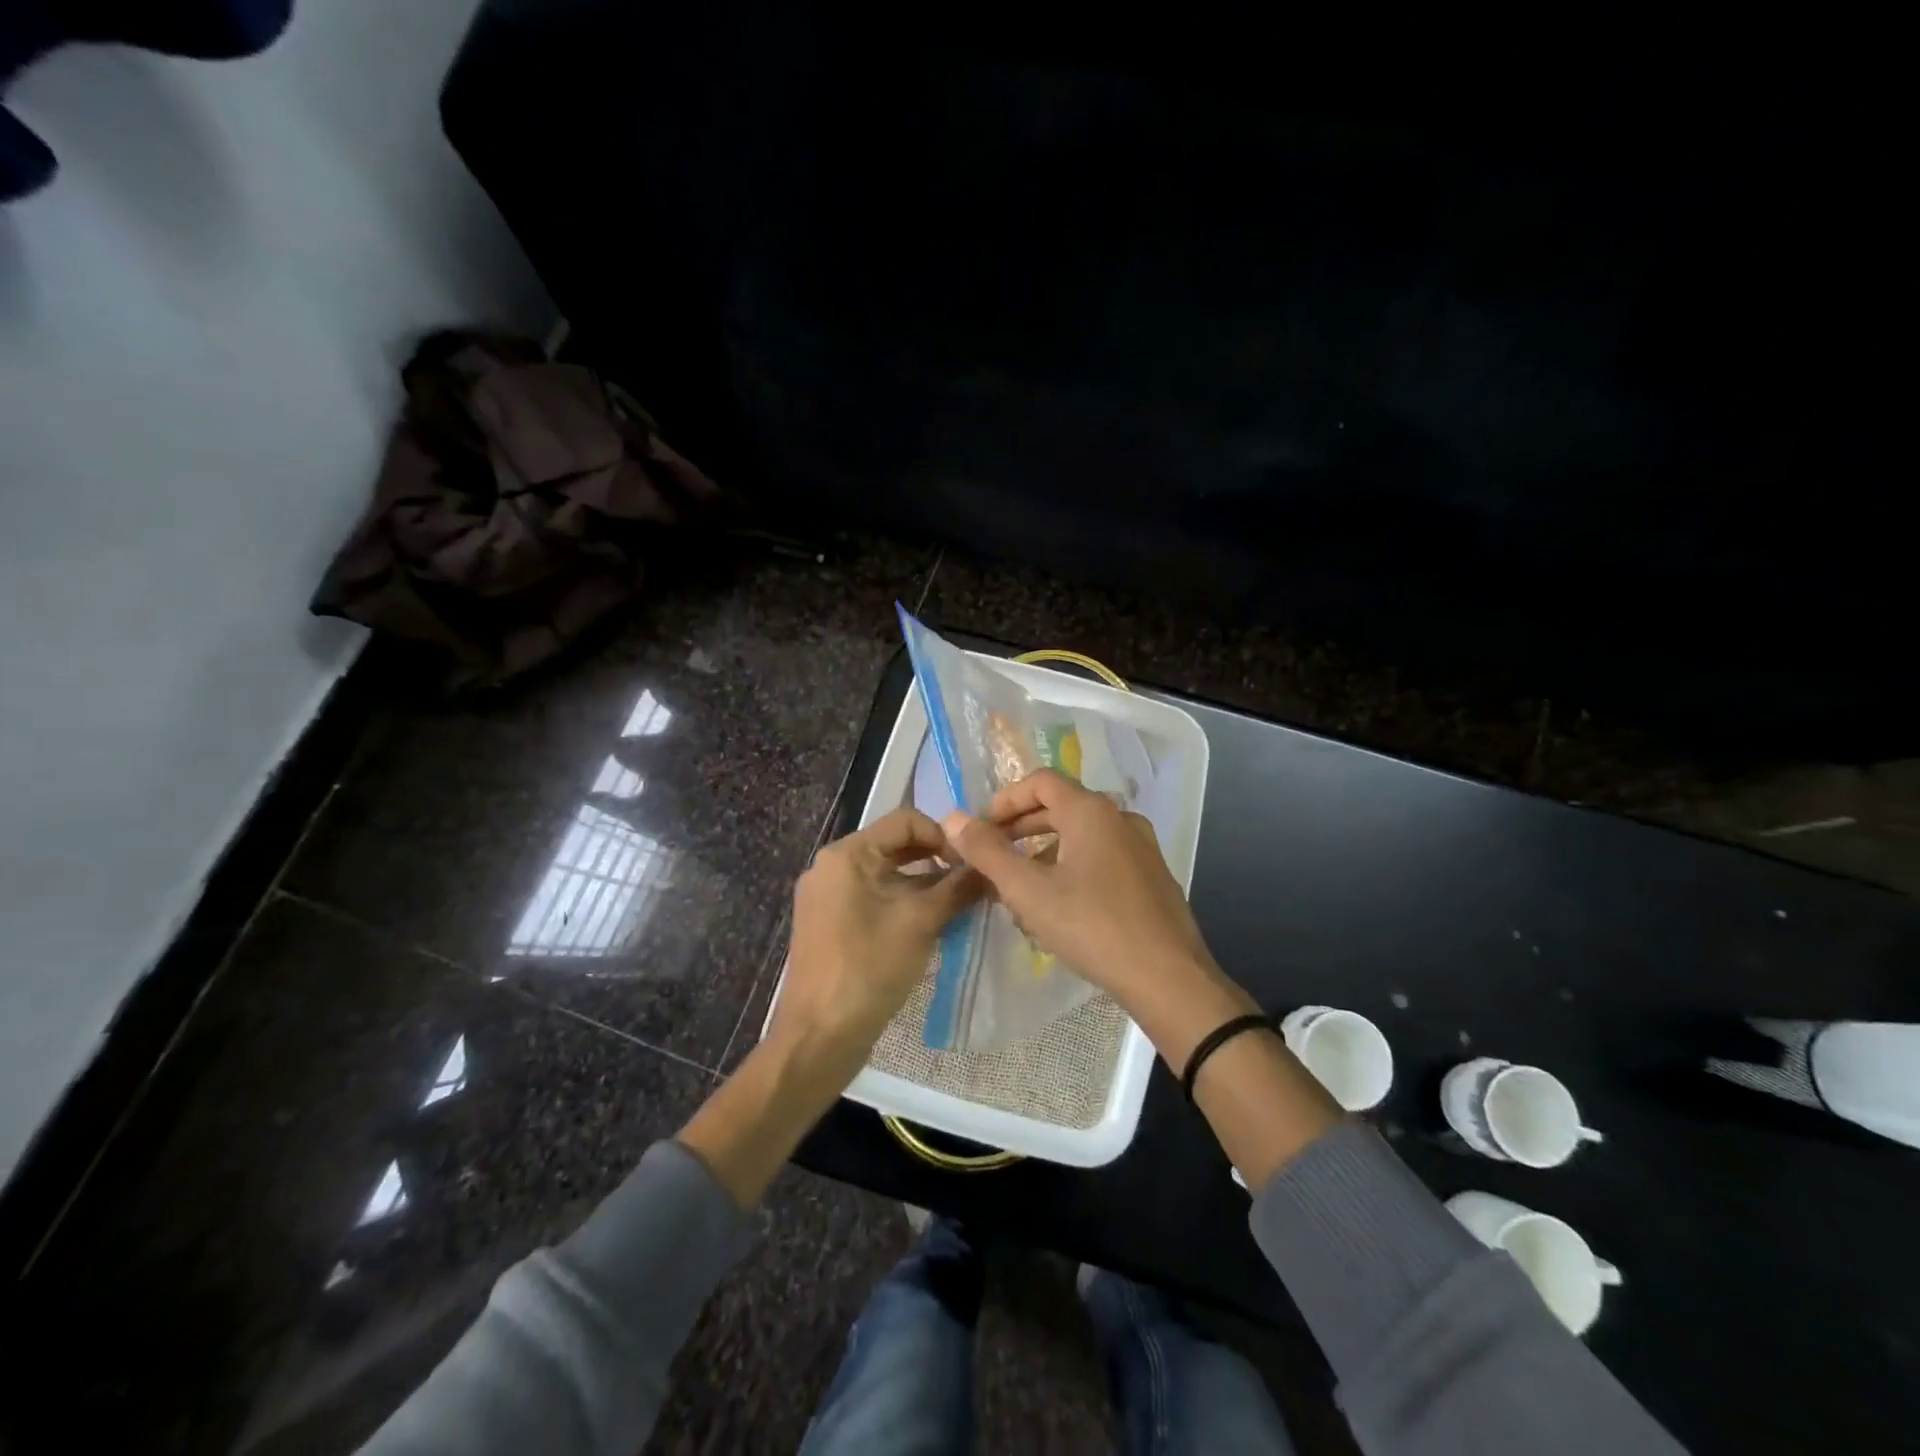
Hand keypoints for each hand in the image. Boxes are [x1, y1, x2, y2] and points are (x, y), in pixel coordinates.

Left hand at [773, 808, 983, 1063]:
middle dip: (936, 860)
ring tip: (960, 903)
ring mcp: (828, 897)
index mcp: (846, 854)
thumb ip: (958, 888)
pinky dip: (903, 902)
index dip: (943, 835)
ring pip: (886, 875)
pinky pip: (873, 898)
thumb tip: (990, 868)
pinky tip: (932, 923)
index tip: (973, 861)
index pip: (905, 821)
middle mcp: (832, 867)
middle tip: (972, 880)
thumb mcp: (921, 922)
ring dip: (923, 883)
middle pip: (894, 846)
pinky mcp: (831, 924)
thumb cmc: (869, 968)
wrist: (819, 1036)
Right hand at [939, 770, 1254, 1059]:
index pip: (1041, 781)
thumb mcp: (1029, 891)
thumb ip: (988, 852)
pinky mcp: (1152, 875)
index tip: (982, 828)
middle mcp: (1120, 818)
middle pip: (1061, 806)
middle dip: (1022, 828)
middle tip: (994, 856)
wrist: (1168, 977)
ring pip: (1081, 835)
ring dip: (1045, 852)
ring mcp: (1141, 846)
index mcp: (1091, 811)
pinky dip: (1073, 867)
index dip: (1006, 800)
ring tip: (1021, 889)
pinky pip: (1102, 857)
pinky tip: (1060, 908)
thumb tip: (953, 819)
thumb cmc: (1092, 926)